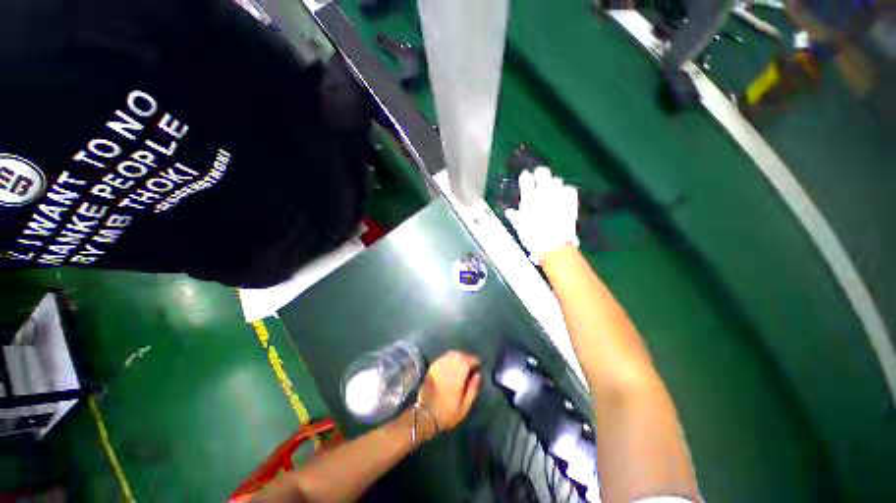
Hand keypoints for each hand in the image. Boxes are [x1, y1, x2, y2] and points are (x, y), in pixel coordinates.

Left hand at [414, 351, 481, 439]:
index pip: (469, 360)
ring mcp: (439, 365)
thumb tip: (478, 374)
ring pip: (452, 354)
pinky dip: (450, 358)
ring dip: (459, 356)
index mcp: (458, 375)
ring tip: (463, 364)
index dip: (475, 361)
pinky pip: (444, 357)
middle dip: (468, 358)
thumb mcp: (464, 406)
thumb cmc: (447, 413)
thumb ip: (473, 388)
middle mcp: (448, 366)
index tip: (478, 367)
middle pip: (460, 355)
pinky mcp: (432, 366)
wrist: (424, 415)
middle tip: (471, 365)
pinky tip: (452, 364)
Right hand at [505, 166, 578, 264]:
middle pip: (543, 173)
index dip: (525, 177)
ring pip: (556, 180)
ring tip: (552, 190)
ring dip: (553, 184)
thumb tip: (509, 212)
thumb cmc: (533, 237)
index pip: (526, 179)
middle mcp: (543, 193)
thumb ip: (515, 216)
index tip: (525, 177)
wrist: (553, 245)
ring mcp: (558, 196)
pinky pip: (569, 189)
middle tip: (540, 177)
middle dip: (541, 173)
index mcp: (529, 198)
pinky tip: (563, 196)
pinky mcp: (570, 201)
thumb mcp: (520, 227)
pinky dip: (565, 191)